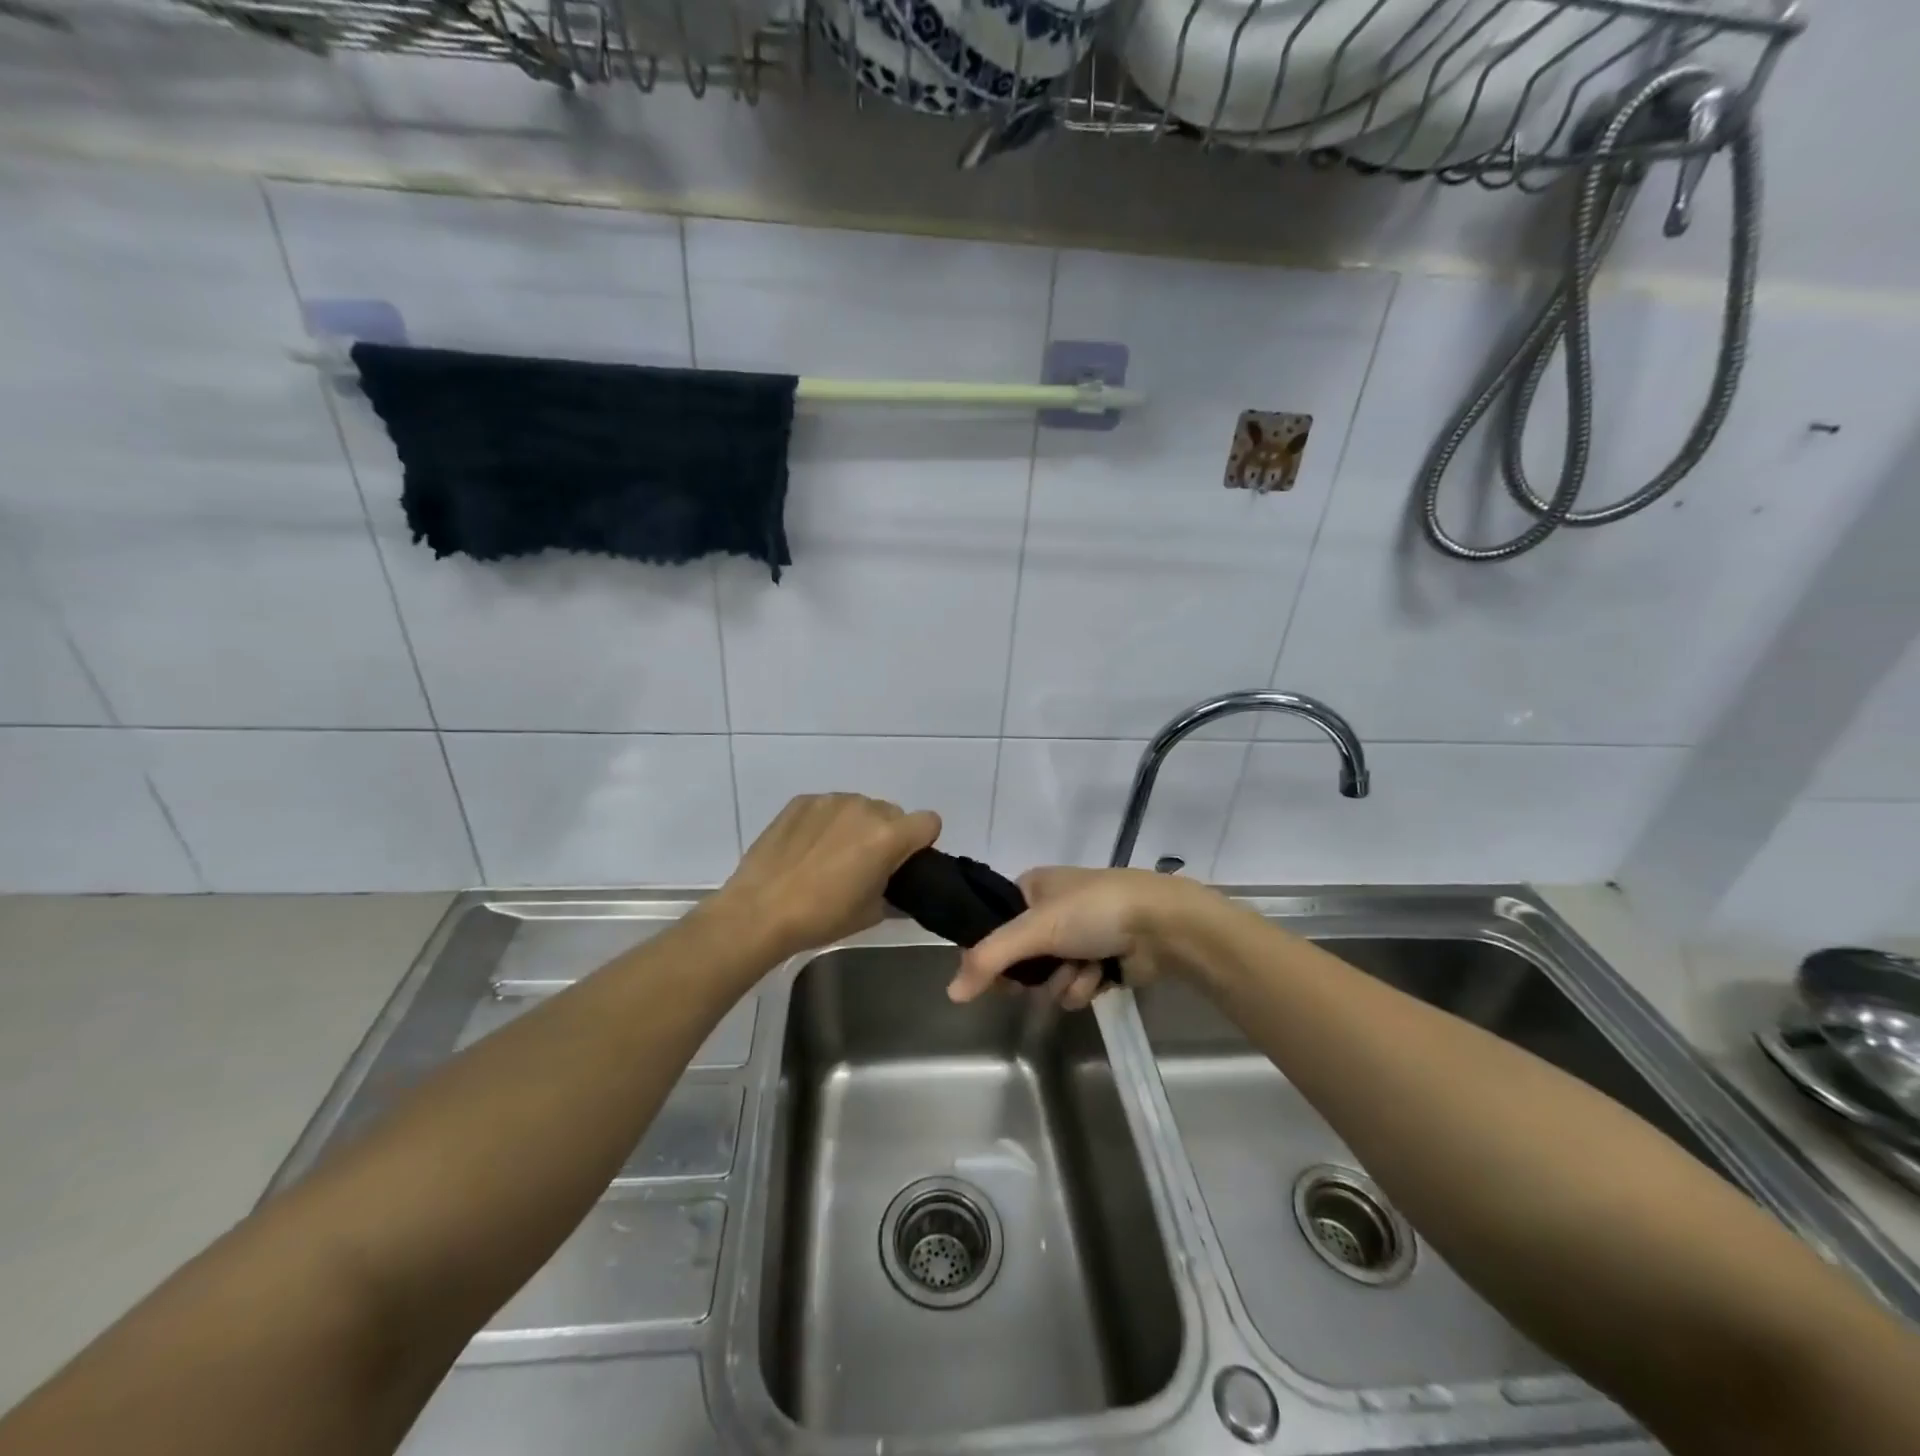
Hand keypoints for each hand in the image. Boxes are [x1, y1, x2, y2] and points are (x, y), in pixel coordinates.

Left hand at [711, 793, 940, 960]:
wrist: (759, 911)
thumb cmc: (822, 917)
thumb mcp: (872, 913)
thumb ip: (896, 891)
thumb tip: (898, 886)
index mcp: (888, 836)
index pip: (929, 822)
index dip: (921, 842)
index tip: (904, 862)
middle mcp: (864, 807)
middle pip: (893, 813)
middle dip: (887, 834)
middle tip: (865, 865)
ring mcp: (830, 800)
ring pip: (860, 806)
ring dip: (856, 826)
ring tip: (831, 856)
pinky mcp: (801, 800)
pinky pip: (829, 806)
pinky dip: (827, 822)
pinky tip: (807, 849)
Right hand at [947, 867, 1206, 1010]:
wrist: (1162, 924)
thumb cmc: (1093, 912)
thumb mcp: (1035, 928)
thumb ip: (989, 959)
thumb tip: (951, 993)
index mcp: (1033, 885)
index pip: (993, 923)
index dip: (991, 951)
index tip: (992, 974)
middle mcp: (1053, 909)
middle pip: (1021, 957)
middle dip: (1034, 973)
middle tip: (1036, 977)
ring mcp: (1080, 936)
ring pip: (1049, 977)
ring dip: (1063, 981)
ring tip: (1083, 969)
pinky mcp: (1102, 961)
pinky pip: (1076, 986)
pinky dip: (1086, 985)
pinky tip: (1102, 976)